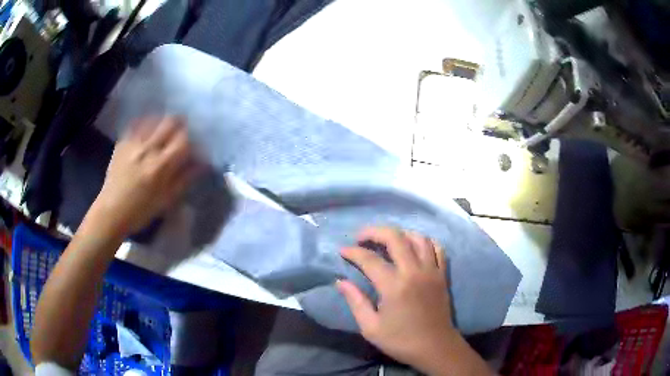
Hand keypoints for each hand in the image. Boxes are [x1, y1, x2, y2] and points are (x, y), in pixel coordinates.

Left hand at [92, 116, 195, 235]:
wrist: (111, 211)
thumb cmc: (141, 211)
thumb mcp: (166, 200)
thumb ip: (184, 179)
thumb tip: (202, 164)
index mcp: (160, 166)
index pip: (183, 140)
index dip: (193, 141)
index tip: (194, 147)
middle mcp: (148, 149)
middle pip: (170, 122)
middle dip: (180, 125)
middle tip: (181, 133)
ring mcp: (133, 143)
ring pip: (154, 119)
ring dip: (163, 122)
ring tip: (164, 131)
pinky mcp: (122, 142)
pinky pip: (137, 124)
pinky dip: (146, 124)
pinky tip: (148, 131)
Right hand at [337, 227, 456, 372]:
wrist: (435, 347)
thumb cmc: (401, 340)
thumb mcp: (371, 327)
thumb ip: (355, 301)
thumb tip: (340, 281)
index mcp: (394, 286)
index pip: (370, 259)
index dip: (353, 252)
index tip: (342, 251)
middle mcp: (414, 272)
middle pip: (395, 237)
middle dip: (374, 232)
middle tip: (361, 237)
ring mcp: (431, 271)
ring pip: (418, 238)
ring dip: (400, 234)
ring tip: (387, 240)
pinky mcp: (442, 275)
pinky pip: (436, 248)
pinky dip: (424, 242)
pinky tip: (414, 247)